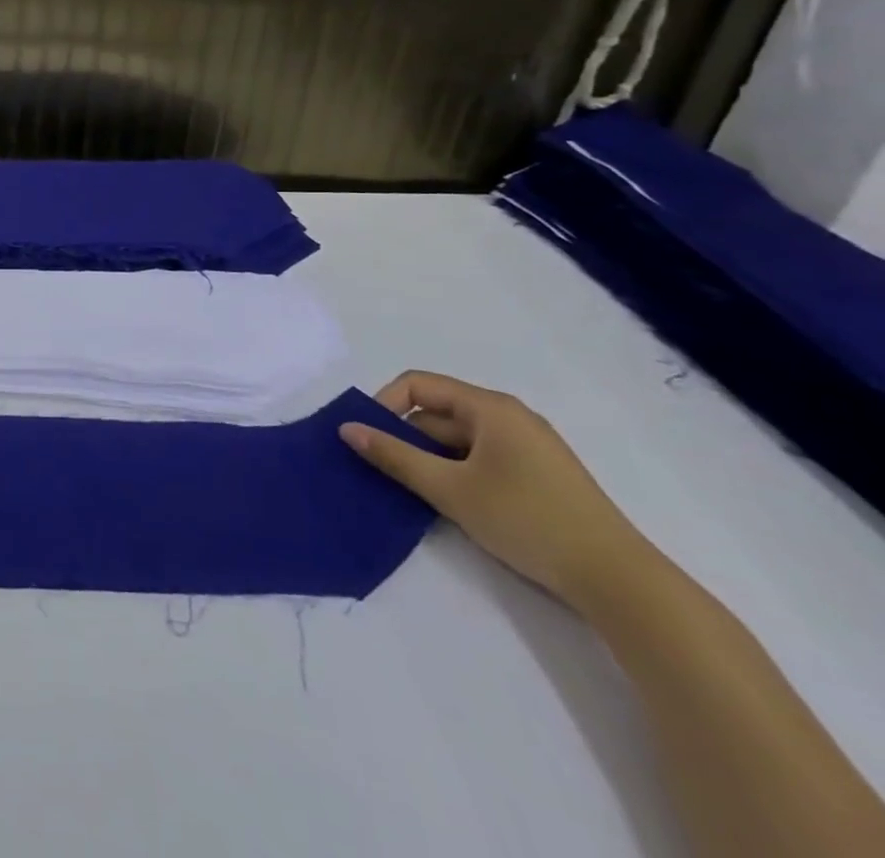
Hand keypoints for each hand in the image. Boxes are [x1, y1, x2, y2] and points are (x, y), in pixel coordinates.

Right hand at [339, 370, 647, 609]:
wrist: (620, 582)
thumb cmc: (528, 520)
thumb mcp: (450, 489)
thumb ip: (394, 456)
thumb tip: (346, 429)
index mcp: (489, 407)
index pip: (418, 385)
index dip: (385, 405)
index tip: (370, 439)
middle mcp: (508, 416)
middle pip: (437, 413)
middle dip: (405, 437)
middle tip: (383, 472)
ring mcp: (527, 446)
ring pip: (457, 439)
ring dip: (429, 459)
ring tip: (412, 491)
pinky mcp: (537, 475)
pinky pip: (479, 458)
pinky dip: (455, 472)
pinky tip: (449, 502)